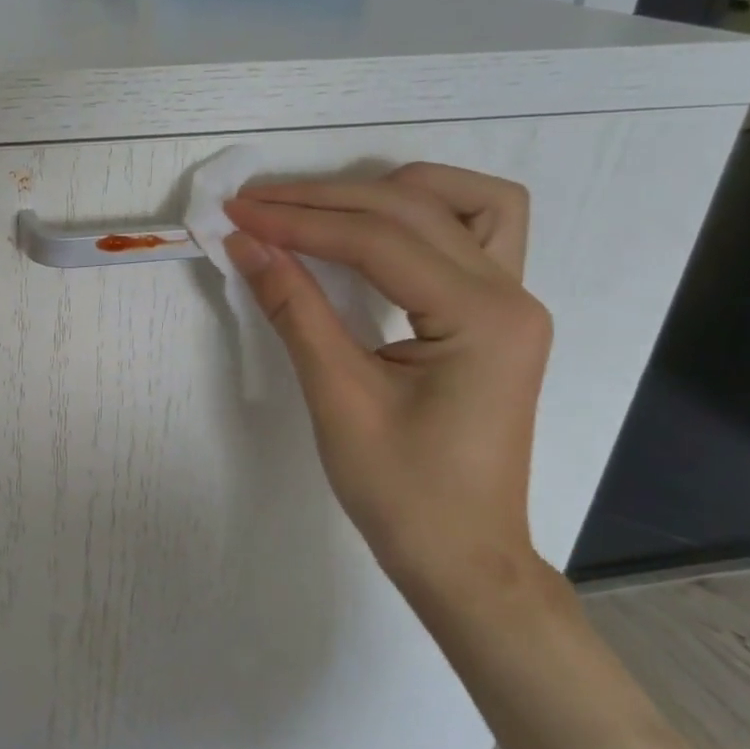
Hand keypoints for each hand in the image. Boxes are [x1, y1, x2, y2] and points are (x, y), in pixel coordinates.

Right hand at [222, 163, 550, 601]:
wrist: (461, 556)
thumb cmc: (402, 492)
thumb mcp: (337, 397)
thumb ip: (294, 308)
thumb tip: (245, 243)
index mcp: (482, 318)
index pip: (378, 240)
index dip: (299, 222)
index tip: (237, 214)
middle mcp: (512, 294)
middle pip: (413, 209)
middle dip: (326, 200)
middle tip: (256, 206)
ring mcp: (513, 301)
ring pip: (463, 202)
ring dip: (388, 192)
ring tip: (321, 208)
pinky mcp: (496, 314)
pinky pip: (472, 233)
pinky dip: (421, 217)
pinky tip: (375, 230)